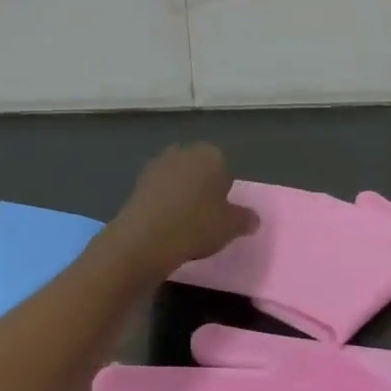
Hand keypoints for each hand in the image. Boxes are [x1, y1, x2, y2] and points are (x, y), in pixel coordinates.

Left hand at [107, 144, 257, 279]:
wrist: (145, 238)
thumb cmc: (197, 225)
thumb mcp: (231, 226)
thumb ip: (245, 219)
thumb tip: (253, 219)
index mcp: (210, 154)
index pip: (224, 166)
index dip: (224, 189)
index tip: (222, 211)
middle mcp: (183, 152)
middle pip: (199, 169)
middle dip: (202, 187)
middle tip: (205, 217)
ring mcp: (157, 165)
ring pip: (177, 179)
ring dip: (181, 195)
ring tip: (184, 224)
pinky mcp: (137, 183)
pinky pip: (159, 192)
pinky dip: (163, 204)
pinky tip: (165, 226)